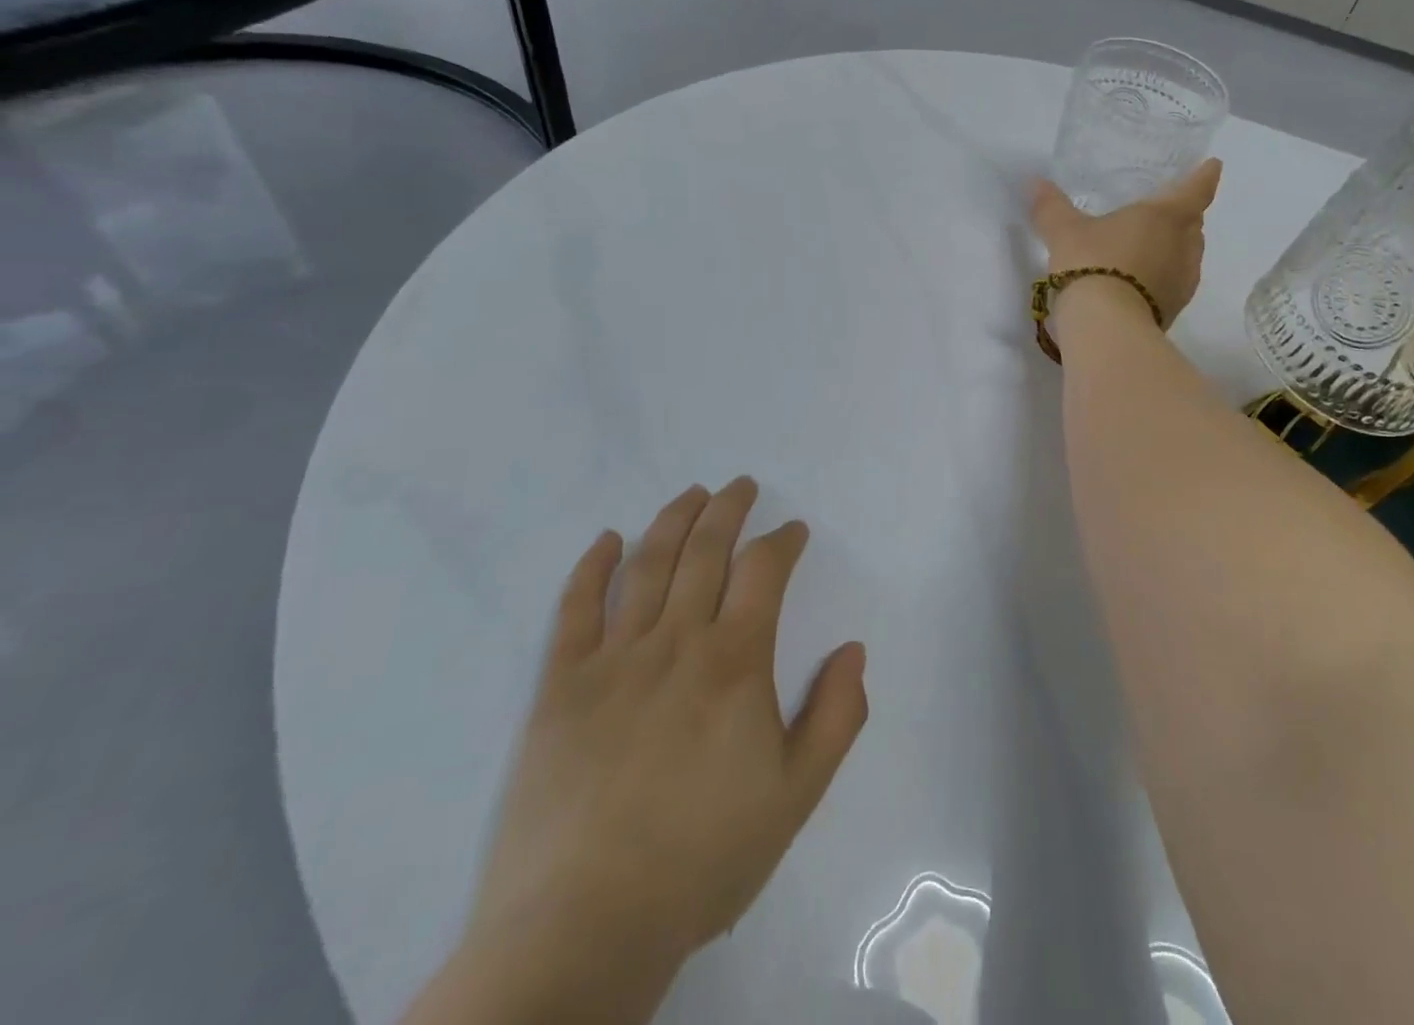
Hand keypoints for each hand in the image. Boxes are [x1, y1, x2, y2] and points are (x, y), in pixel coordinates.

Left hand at [451, 479, 867, 1019]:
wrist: (584, 927)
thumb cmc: (703, 858)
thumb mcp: (797, 794)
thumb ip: (837, 715)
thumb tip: (853, 650)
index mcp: (735, 661)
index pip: (764, 570)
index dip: (782, 540)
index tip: (793, 531)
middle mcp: (676, 641)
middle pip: (706, 550)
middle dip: (729, 509)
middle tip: (741, 486)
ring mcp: (613, 658)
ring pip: (648, 564)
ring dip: (673, 519)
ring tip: (692, 494)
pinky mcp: (560, 685)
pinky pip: (575, 609)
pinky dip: (593, 566)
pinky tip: (607, 540)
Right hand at [1030, 159, 1223, 325]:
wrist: (1106, 329)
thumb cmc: (1092, 264)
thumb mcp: (1064, 232)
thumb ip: (1051, 207)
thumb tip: (1034, 183)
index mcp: (1166, 216)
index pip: (1196, 188)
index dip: (1204, 175)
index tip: (1213, 165)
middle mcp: (1183, 246)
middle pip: (1193, 224)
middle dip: (1185, 215)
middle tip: (1167, 209)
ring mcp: (1183, 282)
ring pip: (1186, 255)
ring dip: (1173, 249)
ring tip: (1151, 246)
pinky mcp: (1173, 311)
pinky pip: (1173, 284)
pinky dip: (1162, 276)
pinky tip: (1141, 280)